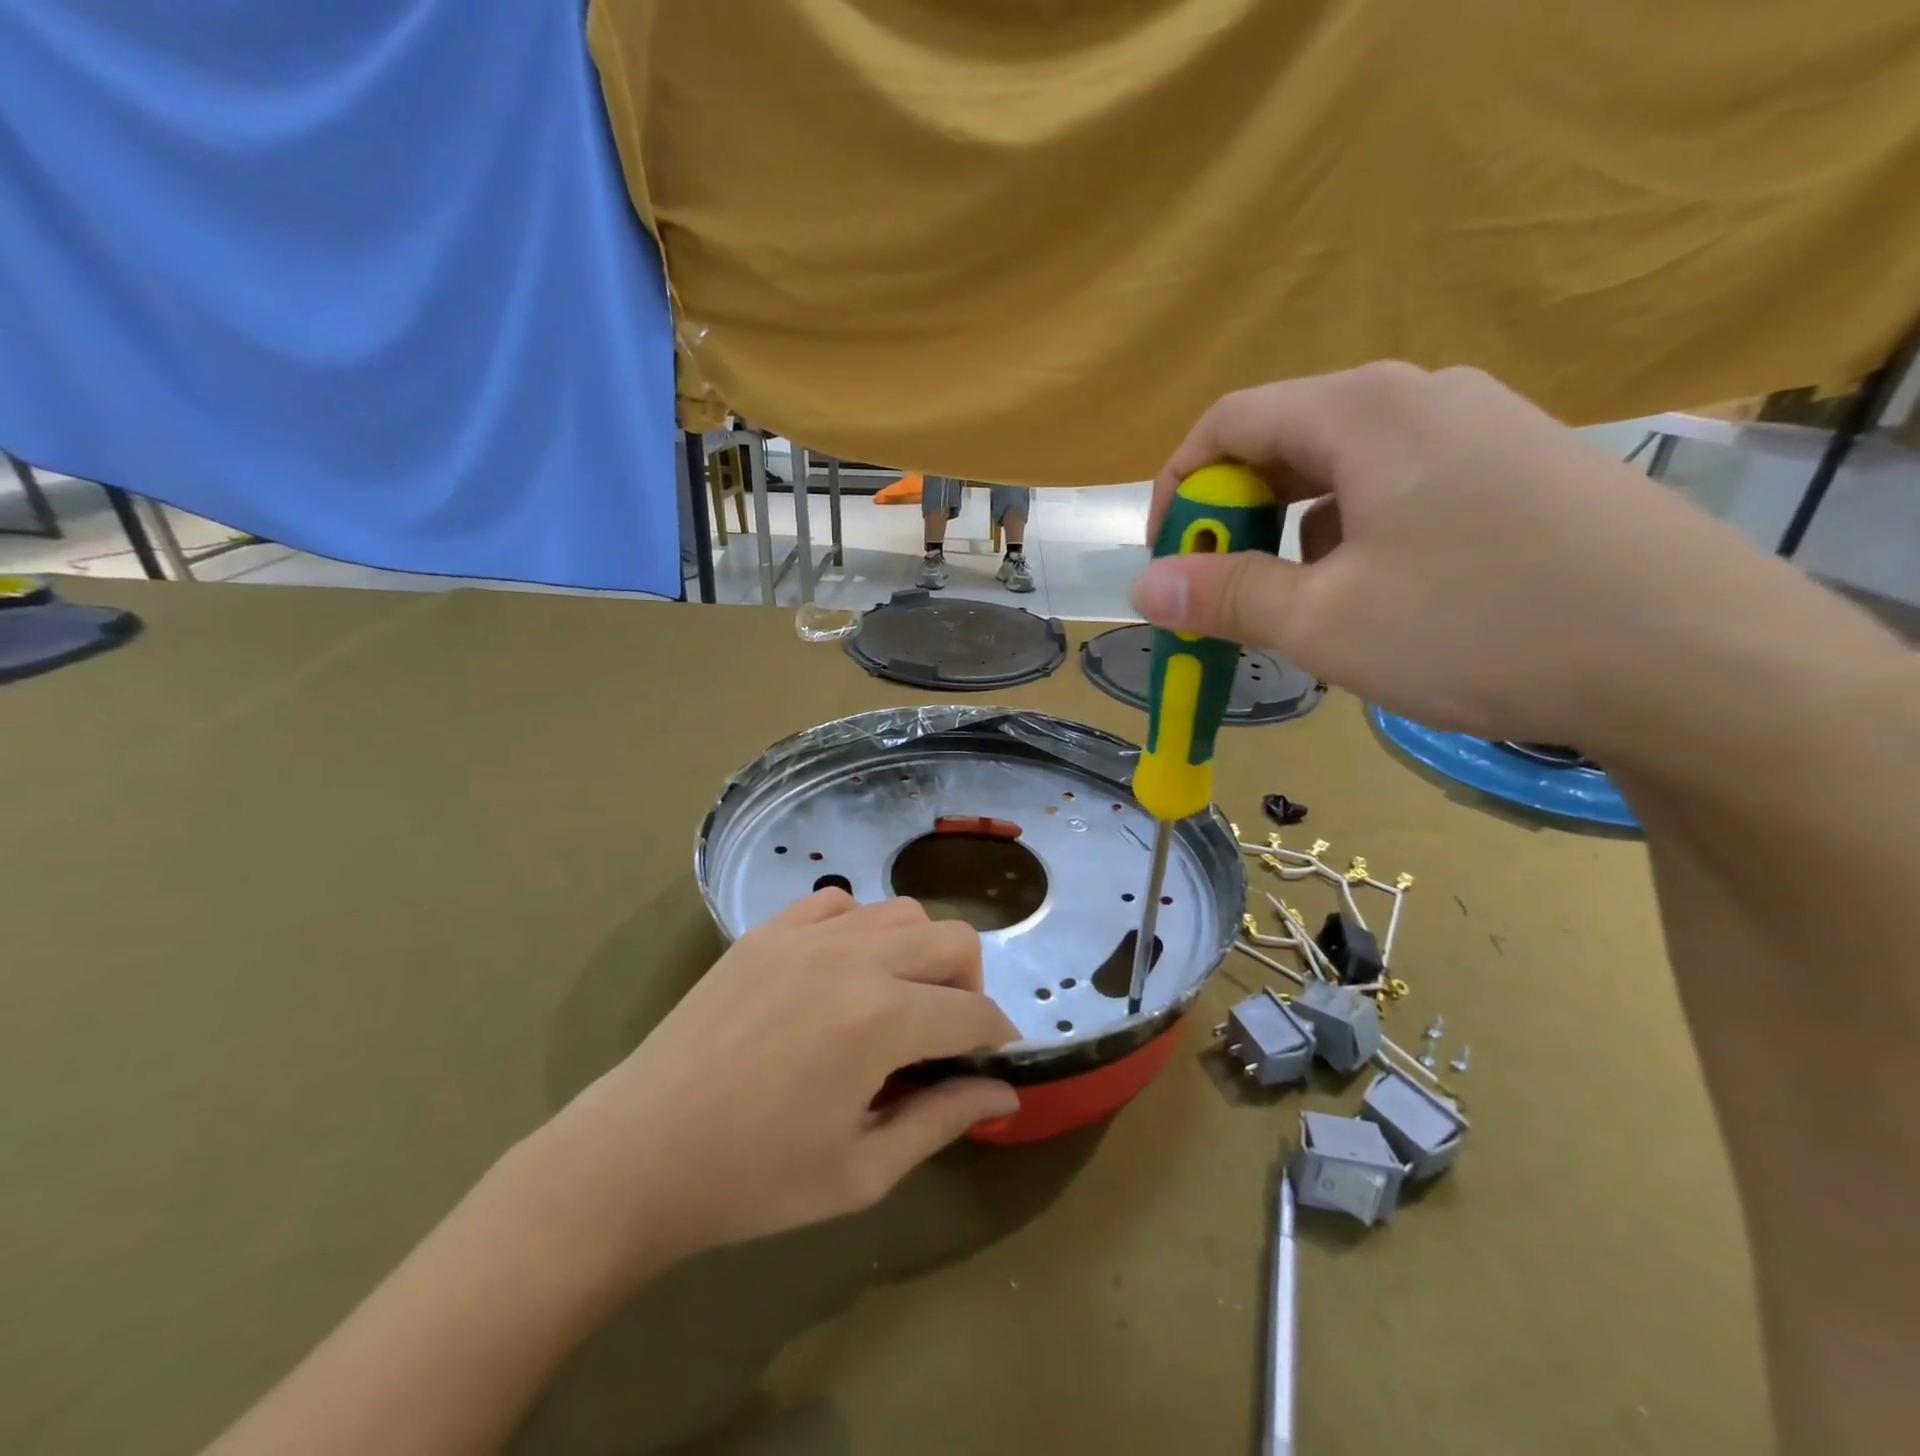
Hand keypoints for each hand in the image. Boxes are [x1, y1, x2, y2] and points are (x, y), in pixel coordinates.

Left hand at [532, 890, 1019, 1276]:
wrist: (637, 1155)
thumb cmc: (753, 1180)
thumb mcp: (862, 1170)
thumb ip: (942, 1120)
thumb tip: (1004, 1093)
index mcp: (883, 1018)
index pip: (974, 1012)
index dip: (996, 1038)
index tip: (993, 1062)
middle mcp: (854, 957)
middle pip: (953, 940)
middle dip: (970, 985)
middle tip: (946, 1035)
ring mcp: (806, 934)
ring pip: (902, 911)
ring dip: (920, 951)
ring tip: (896, 999)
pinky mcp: (767, 930)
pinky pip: (839, 902)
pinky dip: (861, 928)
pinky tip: (843, 971)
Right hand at [1131, 362, 1771, 746]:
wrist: (1697, 660)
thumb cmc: (1479, 627)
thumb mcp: (1324, 622)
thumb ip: (1224, 596)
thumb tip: (1144, 588)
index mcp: (1364, 410)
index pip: (1230, 421)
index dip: (1177, 487)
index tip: (1166, 558)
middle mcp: (1422, 396)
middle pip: (1288, 441)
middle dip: (1236, 517)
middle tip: (1224, 591)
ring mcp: (1484, 428)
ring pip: (1347, 471)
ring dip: (1296, 534)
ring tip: (1302, 607)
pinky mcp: (1523, 470)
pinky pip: (1404, 488)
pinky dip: (1359, 536)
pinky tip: (1380, 598)